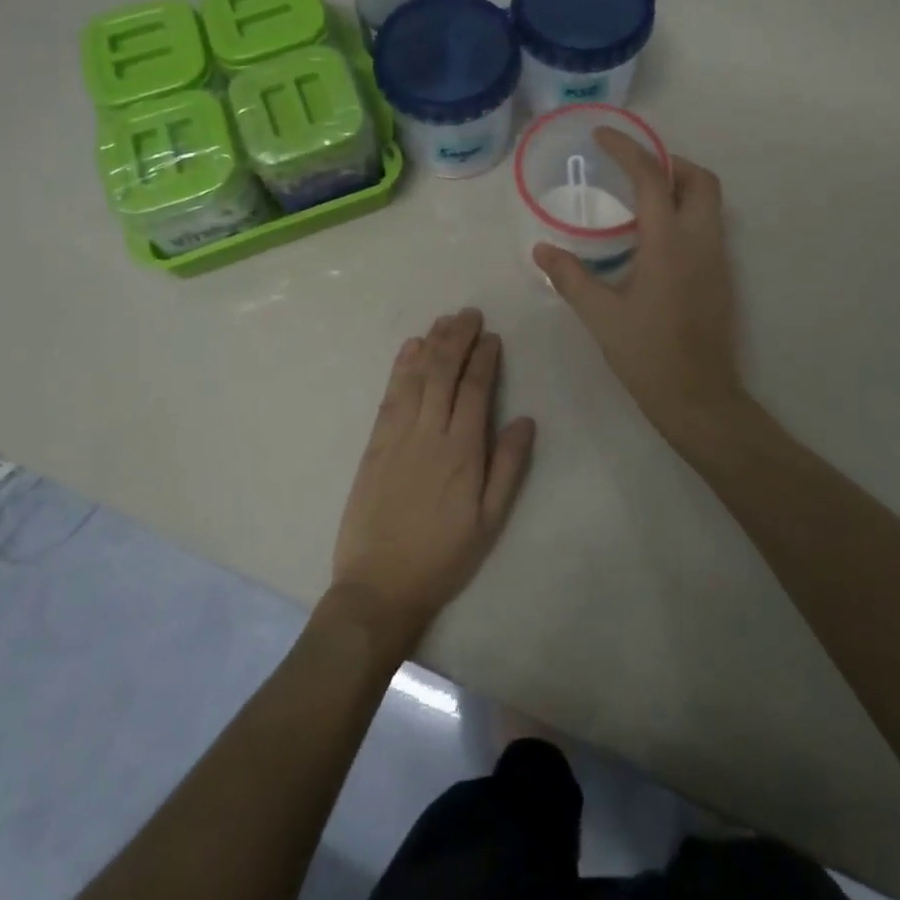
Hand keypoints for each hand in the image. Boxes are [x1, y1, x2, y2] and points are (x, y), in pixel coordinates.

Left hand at [331, 309, 535, 648]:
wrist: (379, 585)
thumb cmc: (443, 556)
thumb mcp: (490, 522)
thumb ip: (508, 468)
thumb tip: (525, 420)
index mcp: (462, 452)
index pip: (474, 390)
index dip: (484, 359)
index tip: (492, 337)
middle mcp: (429, 434)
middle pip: (443, 373)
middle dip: (457, 339)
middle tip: (470, 314)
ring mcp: (397, 436)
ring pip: (416, 377)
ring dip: (431, 344)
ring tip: (445, 321)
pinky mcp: (374, 443)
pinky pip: (390, 395)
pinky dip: (401, 367)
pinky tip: (409, 348)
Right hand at [533, 130, 744, 454]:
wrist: (699, 397)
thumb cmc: (648, 355)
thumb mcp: (601, 316)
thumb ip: (570, 277)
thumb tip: (542, 249)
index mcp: (668, 244)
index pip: (652, 178)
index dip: (627, 150)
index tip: (602, 136)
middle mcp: (700, 241)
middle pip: (699, 179)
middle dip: (668, 162)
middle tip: (632, 169)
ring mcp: (717, 259)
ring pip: (709, 201)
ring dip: (680, 185)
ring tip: (639, 198)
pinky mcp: (722, 276)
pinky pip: (708, 225)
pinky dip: (686, 212)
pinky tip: (654, 238)